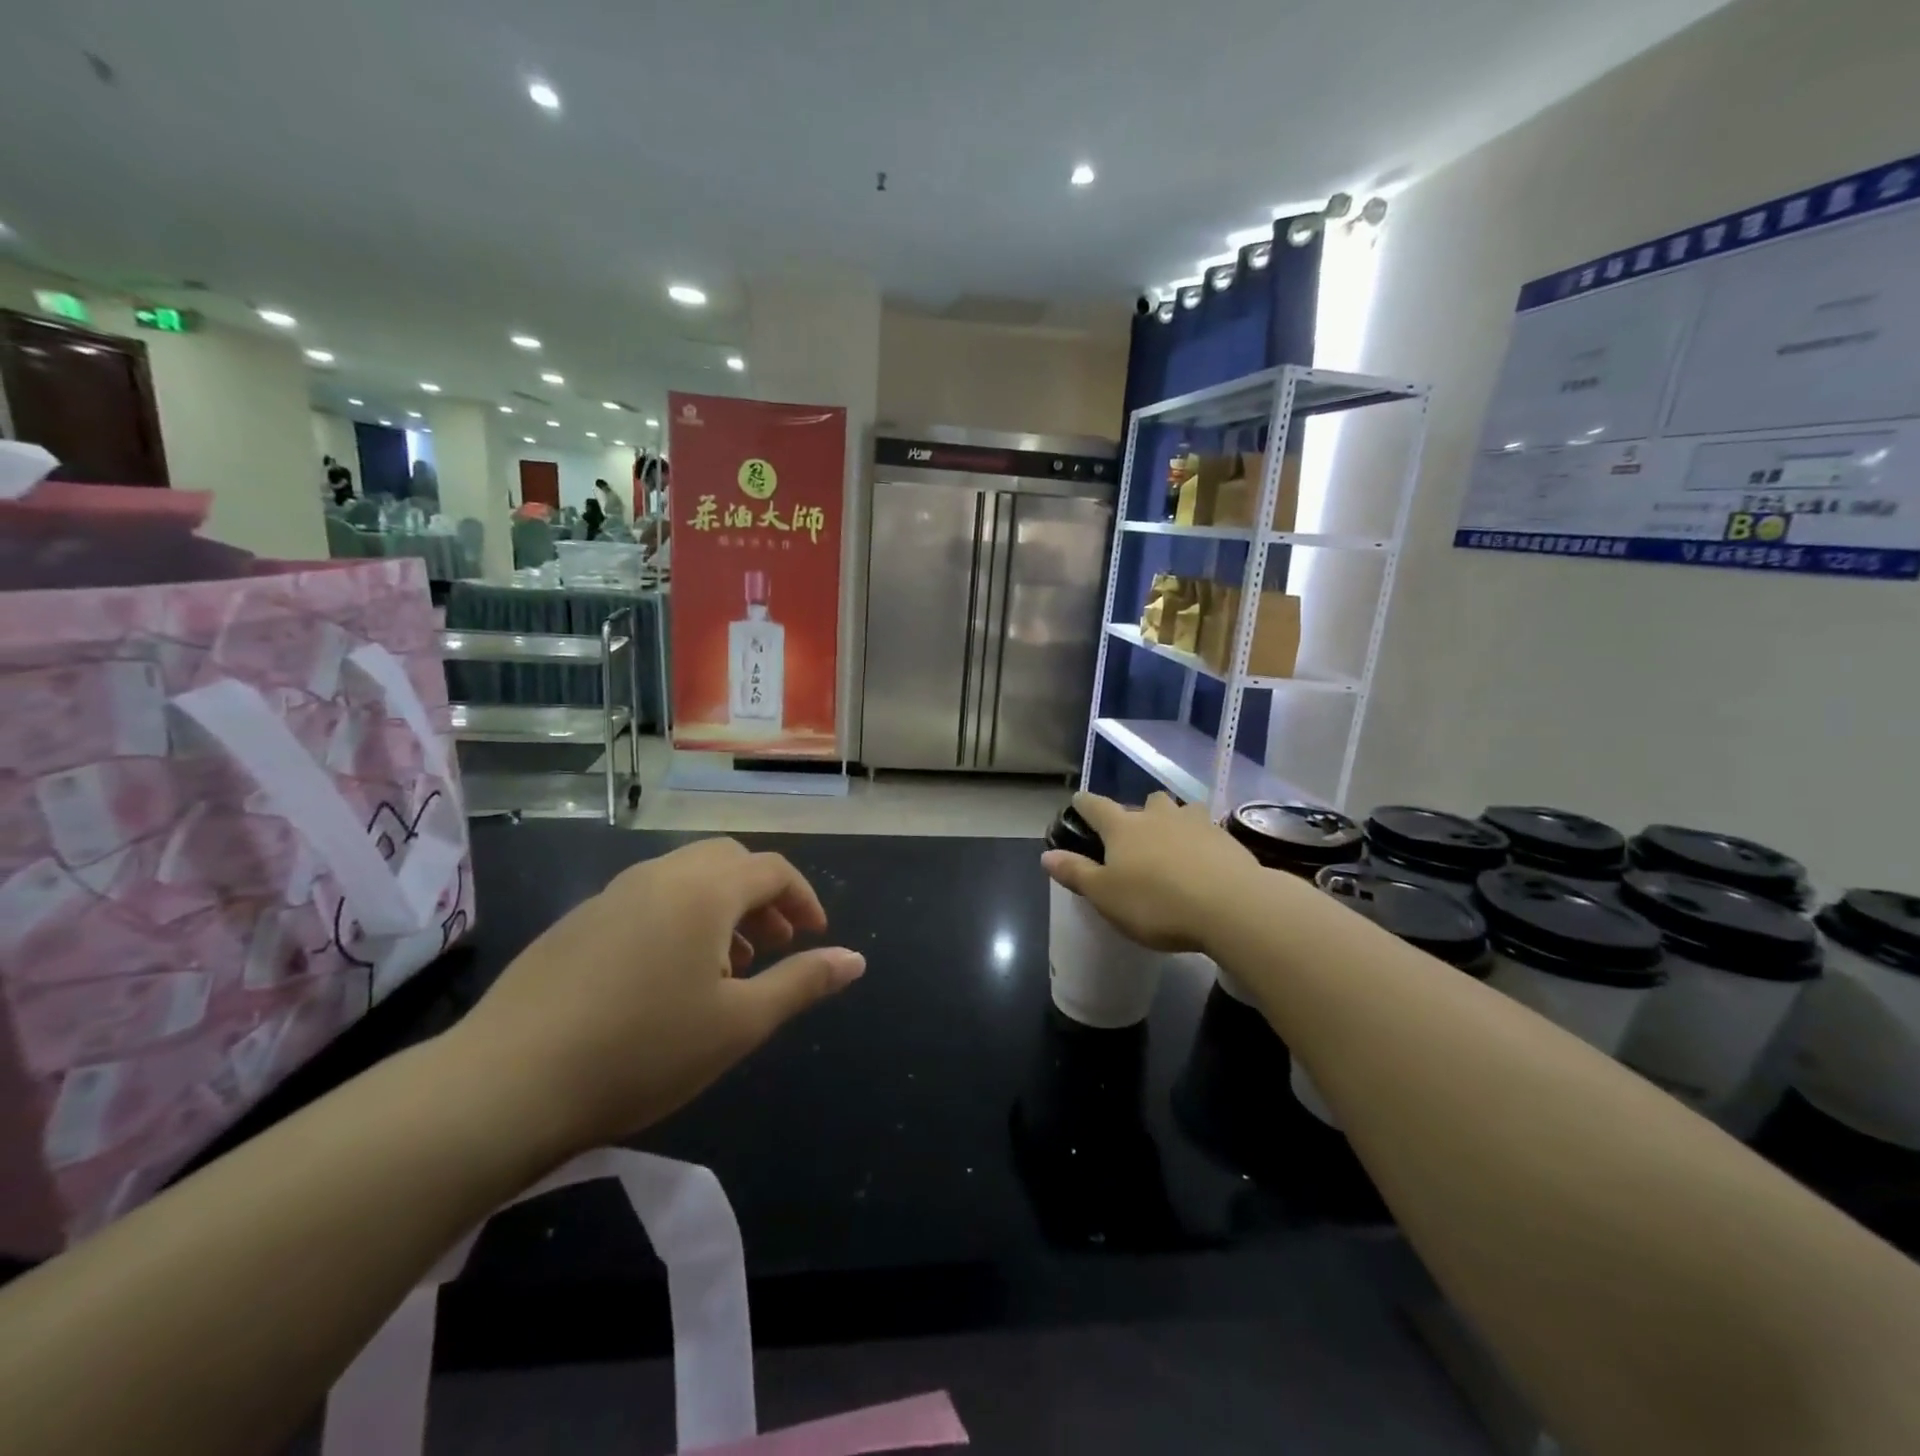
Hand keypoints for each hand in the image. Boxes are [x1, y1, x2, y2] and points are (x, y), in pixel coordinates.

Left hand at [451, 838, 865, 1155]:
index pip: (772, 870)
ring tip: (726, 968)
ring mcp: (611, 895)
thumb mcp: (739, 1023)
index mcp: (704, 889)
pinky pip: (647, 900)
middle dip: (761, 897)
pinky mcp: (576, 922)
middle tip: (773, 947)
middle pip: (728, 862)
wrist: (505, 1085)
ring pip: (684, 879)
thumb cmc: (642, 1050)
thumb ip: (802, 982)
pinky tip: (666, 979)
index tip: (815, 937)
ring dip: (720, 908)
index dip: (803, 899)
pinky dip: (678, 919)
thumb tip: (856, 959)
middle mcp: (659, 875)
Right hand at [1041, 791, 1263, 951]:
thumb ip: (1076, 873)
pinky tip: (1205, 862)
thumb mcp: (1106, 896)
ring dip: (1175, 821)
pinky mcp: (1227, 838)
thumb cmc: (1156, 903)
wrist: (1231, 906)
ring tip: (1175, 844)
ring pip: (1181, 811)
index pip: (1096, 806)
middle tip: (1137, 836)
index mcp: (1123, 828)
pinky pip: (1208, 831)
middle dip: (1139, 813)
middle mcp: (1158, 816)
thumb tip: (1047, 855)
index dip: (1084, 803)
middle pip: (1146, 802)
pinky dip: (1202, 841)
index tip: (1078, 802)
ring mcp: (1196, 823)